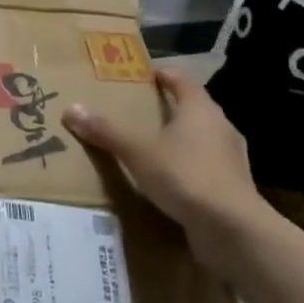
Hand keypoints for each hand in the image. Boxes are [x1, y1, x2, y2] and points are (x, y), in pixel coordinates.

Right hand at [62, 67, 265, 254]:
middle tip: (139, 111)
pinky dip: (186, 166)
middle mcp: (220, 127)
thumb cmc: (184, 175)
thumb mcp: (137, 151)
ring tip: (151, 146)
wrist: (231, 227)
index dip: (163, 75)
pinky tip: (169, 179)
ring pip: (201, 138)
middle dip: (168, 108)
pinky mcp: (232, 185)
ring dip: (179, 139)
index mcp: (200, 110)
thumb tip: (71, 109)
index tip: (144, 75)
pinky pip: (204, 166)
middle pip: (193, 108)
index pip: (182, 80)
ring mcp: (230, 157)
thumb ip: (106, 130)